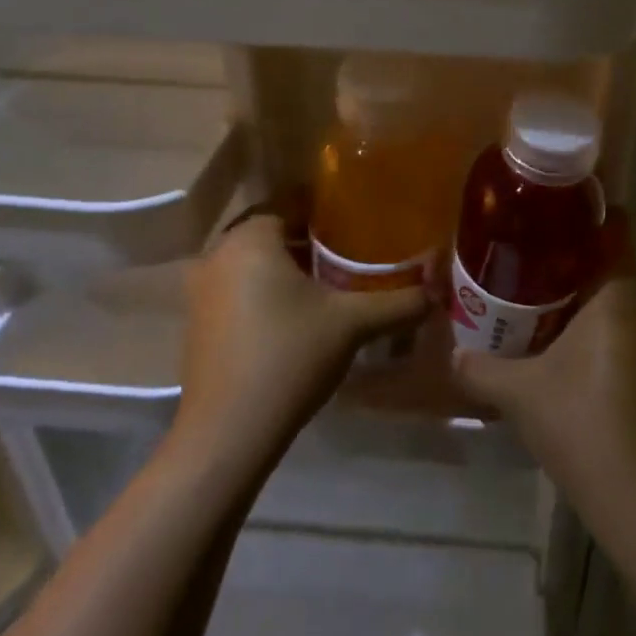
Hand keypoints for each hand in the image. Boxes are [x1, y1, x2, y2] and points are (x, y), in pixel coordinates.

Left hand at [176, 215, 425, 469]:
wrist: (227, 434)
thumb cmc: (288, 358)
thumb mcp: (353, 324)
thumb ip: (399, 302)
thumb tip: (437, 292)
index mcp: (250, 238)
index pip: (292, 202)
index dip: (328, 209)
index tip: (360, 221)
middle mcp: (218, 254)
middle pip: (273, 231)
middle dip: (311, 239)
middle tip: (353, 251)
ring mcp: (201, 289)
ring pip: (254, 262)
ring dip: (288, 267)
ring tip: (332, 281)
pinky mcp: (198, 321)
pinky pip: (239, 288)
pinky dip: (267, 291)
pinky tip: (298, 314)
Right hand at [451, 227, 635, 550]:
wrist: (635, 497)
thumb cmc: (579, 424)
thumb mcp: (518, 392)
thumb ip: (478, 365)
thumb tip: (451, 351)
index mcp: (616, 293)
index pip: (614, 224)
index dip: (584, 206)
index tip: (544, 202)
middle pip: (607, 254)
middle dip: (567, 246)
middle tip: (520, 243)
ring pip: (611, 290)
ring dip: (575, 283)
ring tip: (526, 282)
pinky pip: (615, 318)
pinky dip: (587, 313)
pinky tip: (549, 330)